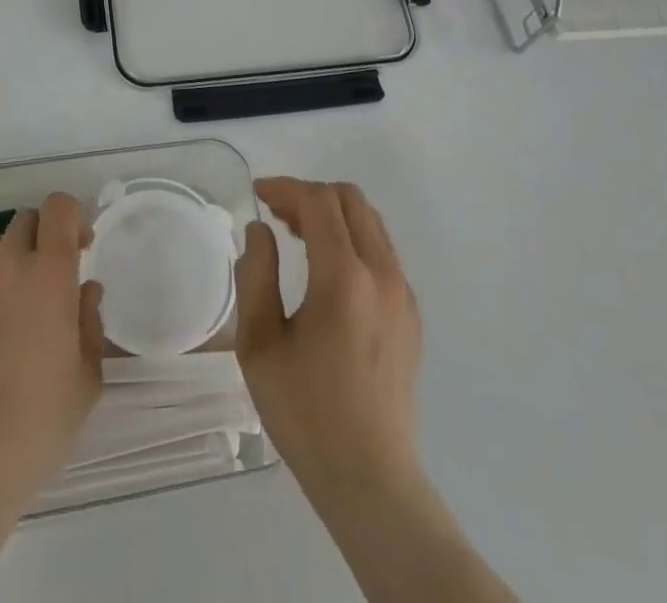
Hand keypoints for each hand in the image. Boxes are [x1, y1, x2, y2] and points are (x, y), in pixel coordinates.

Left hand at [0, 193, 103, 519]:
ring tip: (6, 316)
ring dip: (6, 268)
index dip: (72, 218)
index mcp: (48, 275)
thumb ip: (89, 323)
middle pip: (24, 221)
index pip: (59, 207)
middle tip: (45, 284)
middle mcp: (4, 265)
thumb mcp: (86, 380)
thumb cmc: (36, 427)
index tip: (79, 249)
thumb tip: (83, 293)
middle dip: (41, 241)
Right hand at [235, 177, 422, 494]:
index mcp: (344, 278)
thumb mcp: (259, 344)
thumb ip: (256, 275)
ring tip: (296, 235)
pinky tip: (326, 270)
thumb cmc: (306, 413)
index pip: (319, 202)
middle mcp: (382, 274)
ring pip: (370, 222)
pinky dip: (352, 239)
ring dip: (332, 215)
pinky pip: (382, 251)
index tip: (258, 195)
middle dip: (310, 195)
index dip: (285, 188)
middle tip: (277, 215)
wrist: (370, 480)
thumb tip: (261, 232)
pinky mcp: (410, 314)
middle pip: (350, 200)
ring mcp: (402, 294)